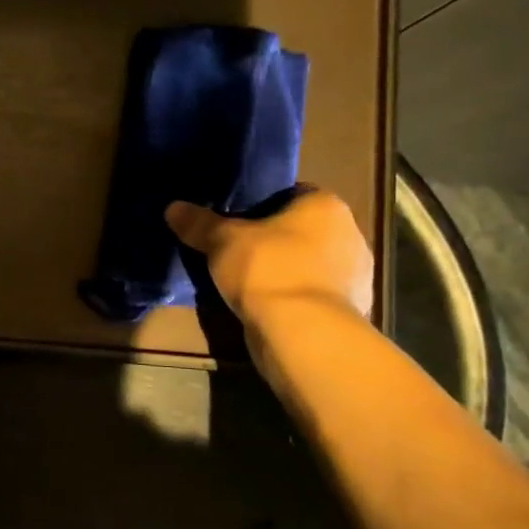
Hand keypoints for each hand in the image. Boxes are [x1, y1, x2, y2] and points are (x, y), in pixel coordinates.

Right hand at [166, 190, 373, 390]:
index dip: (262, 206)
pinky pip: (314, 296)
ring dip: (286, 272)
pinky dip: (294, 300)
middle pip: (303, 231)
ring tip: (249, 283)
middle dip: (275, 240)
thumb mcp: (222, 241)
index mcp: (326, 206)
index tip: (237, 220)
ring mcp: (356, 277)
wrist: (303, 334)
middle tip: (238, 251)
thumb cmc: (267, 269)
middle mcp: (350, 234)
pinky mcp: (350, 312)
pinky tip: (267, 308)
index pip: (293, 194)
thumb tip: (173, 208)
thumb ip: (200, 223)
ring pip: (310, 265)